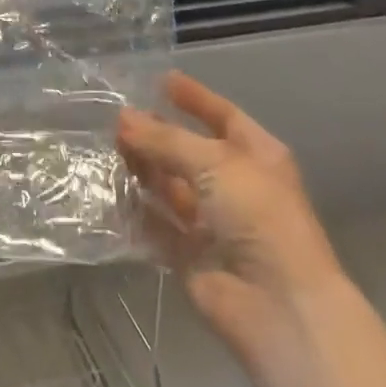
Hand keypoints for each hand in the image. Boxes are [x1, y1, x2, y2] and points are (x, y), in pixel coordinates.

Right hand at [118, 71, 345, 371]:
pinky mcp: (190, 255)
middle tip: (117, 120)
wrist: (278, 305)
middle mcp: (236, 185)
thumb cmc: (258, 216)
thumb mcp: (214, 162)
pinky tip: (109, 193)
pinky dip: (137, 211)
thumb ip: (166, 139)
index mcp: (257, 156)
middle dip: (157, 135)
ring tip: (107, 151)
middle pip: (190, 152)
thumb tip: (123, 117)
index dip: (194, 98)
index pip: (223, 116)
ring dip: (143, 170)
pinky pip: (157, 225)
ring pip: (170, 187)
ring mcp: (213, 222)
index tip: (161, 80)